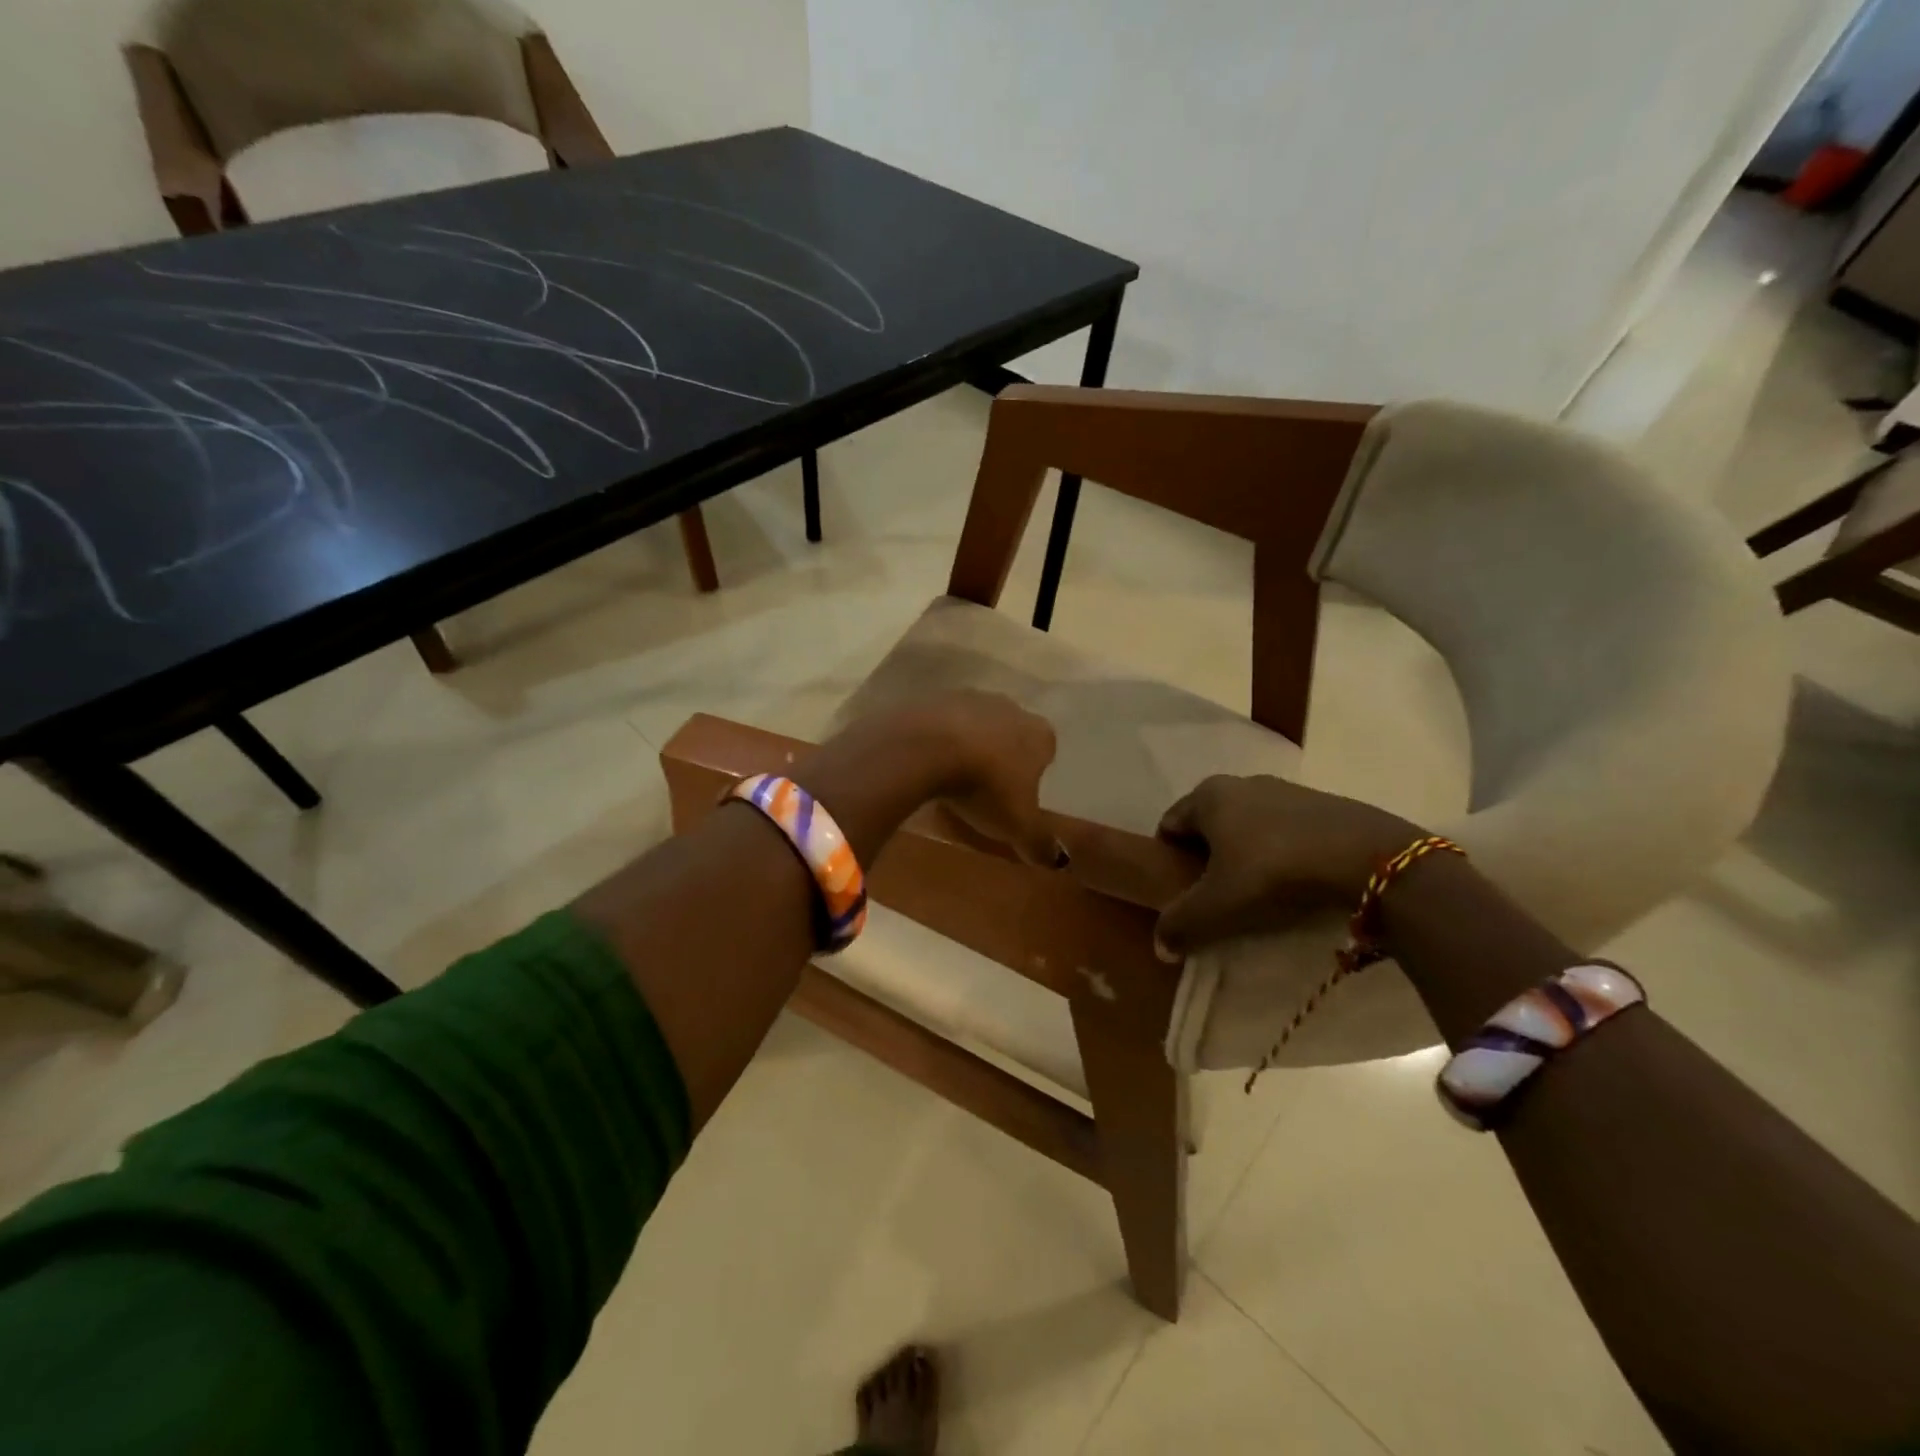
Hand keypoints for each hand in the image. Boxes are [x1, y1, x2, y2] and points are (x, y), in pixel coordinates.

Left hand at [915, 690, 1067, 866]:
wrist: (926, 747)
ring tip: (952, 775)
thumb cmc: (985, 787)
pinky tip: (925, 760)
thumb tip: (1059, 861)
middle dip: (1001, 754)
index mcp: (1038, 734)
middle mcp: (1009, 707)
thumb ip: (1040, 842)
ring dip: (967, 743)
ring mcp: (969, 697)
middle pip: (1010, 731)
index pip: (1045, 750)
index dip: (1033, 772)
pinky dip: (936, 737)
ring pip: (975, 723)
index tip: (1017, 794)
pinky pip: (940, 721)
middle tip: (985, 786)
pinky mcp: (932, 697)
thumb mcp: (1017, 825)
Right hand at [1153, 775, 1422, 959]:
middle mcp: (1242, 783)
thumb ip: (1181, 924)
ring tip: (1261, 893)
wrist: (1370, 859)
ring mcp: (1286, 790)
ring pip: (1248, 825)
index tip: (1181, 892)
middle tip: (1218, 897)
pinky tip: (1297, 881)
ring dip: (1246, 854)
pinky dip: (1281, 852)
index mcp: (1208, 795)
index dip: (1169, 860)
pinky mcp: (1324, 804)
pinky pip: (1286, 830)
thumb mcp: (1220, 906)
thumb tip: (1160, 946)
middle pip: (1209, 825)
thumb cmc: (1276, 873)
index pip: (1169, 825)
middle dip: (1207, 858)